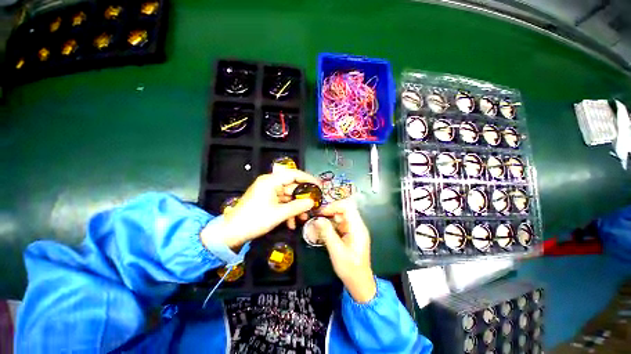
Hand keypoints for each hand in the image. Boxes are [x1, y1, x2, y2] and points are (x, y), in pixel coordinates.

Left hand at [201, 169, 319, 250]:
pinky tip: (291, 223)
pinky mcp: (266, 200)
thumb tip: (312, 202)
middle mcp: (270, 184)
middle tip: (313, 205)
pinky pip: (281, 202)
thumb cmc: (255, 220)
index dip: (308, 179)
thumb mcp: (279, 214)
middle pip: (292, 186)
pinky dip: (287, 211)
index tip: (319, 186)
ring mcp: (268, 192)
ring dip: (296, 207)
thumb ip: (297, 206)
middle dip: (302, 198)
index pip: (293, 174)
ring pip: (288, 196)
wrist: (231, 233)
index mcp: (270, 181)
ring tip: (303, 218)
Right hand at [314, 200, 376, 302]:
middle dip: (330, 211)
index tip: (321, 212)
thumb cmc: (349, 269)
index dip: (334, 206)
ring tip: (317, 223)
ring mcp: (354, 229)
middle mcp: (357, 225)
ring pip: (341, 216)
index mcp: (357, 228)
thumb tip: (318, 219)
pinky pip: (340, 224)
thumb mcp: (336, 251)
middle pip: (344, 209)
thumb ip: (327, 233)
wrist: (359, 283)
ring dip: (329, 218)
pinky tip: (322, 230)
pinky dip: (331, 225)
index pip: (347, 207)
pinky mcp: (351, 234)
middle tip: (317, 216)